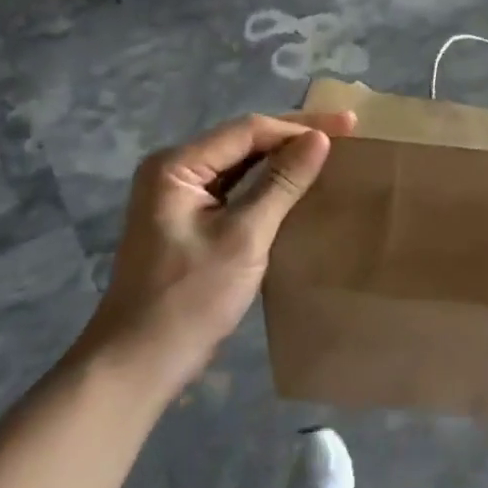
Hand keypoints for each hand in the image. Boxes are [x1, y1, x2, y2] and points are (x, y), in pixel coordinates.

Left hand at [81, 110, 356, 388]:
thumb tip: (320, 139)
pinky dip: (268, 183)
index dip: (300, 126)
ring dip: (283, 157)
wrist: (139, 362)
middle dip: (294, 135)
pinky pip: (235, 188)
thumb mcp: (244, 237)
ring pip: (241, 163)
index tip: (348, 126)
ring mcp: (179, 196)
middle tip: (346, 129)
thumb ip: (282, 183)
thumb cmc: (190, 298)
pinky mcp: (189, 221)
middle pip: (243, 141)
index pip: (248, 130)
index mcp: (177, 166)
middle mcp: (174, 171)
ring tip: (329, 150)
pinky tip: (297, 183)